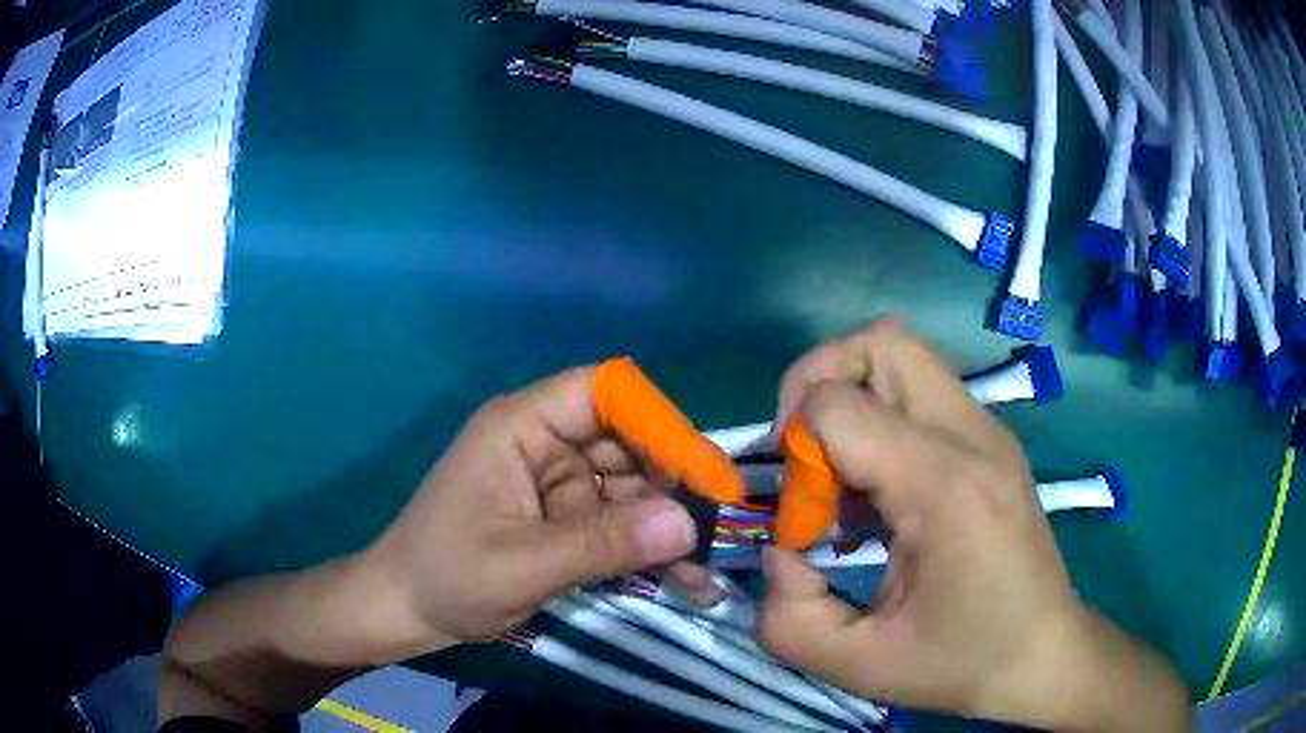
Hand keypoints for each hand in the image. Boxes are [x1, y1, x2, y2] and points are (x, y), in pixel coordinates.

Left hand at [355, 366, 720, 661]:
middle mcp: (545, 442)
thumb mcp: (524, 564)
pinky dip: (646, 545)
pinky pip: (617, 520)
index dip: (659, 423)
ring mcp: (556, 481)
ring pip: (630, 484)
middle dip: (673, 482)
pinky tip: (683, 579)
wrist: (405, 611)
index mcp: (522, 426)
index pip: (605, 392)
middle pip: (627, 439)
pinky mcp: (563, 516)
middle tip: (717, 528)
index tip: (703, 474)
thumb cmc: (448, 577)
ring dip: (667, 523)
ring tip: (704, 568)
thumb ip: (604, 543)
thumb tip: (688, 524)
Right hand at [757, 322, 1188, 730]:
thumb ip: (787, 616)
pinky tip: (880, 492)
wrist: (1043, 654)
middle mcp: (972, 435)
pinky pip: (921, 391)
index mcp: (944, 485)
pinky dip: (881, 418)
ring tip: (842, 476)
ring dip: (852, 398)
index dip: (795, 454)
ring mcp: (988, 431)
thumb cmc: (961, 663)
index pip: (839, 404)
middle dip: (818, 383)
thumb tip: (778, 552)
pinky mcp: (992, 441)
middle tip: (804, 455)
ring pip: (902, 356)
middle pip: (879, 343)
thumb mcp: (859, 666)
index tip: (804, 523)